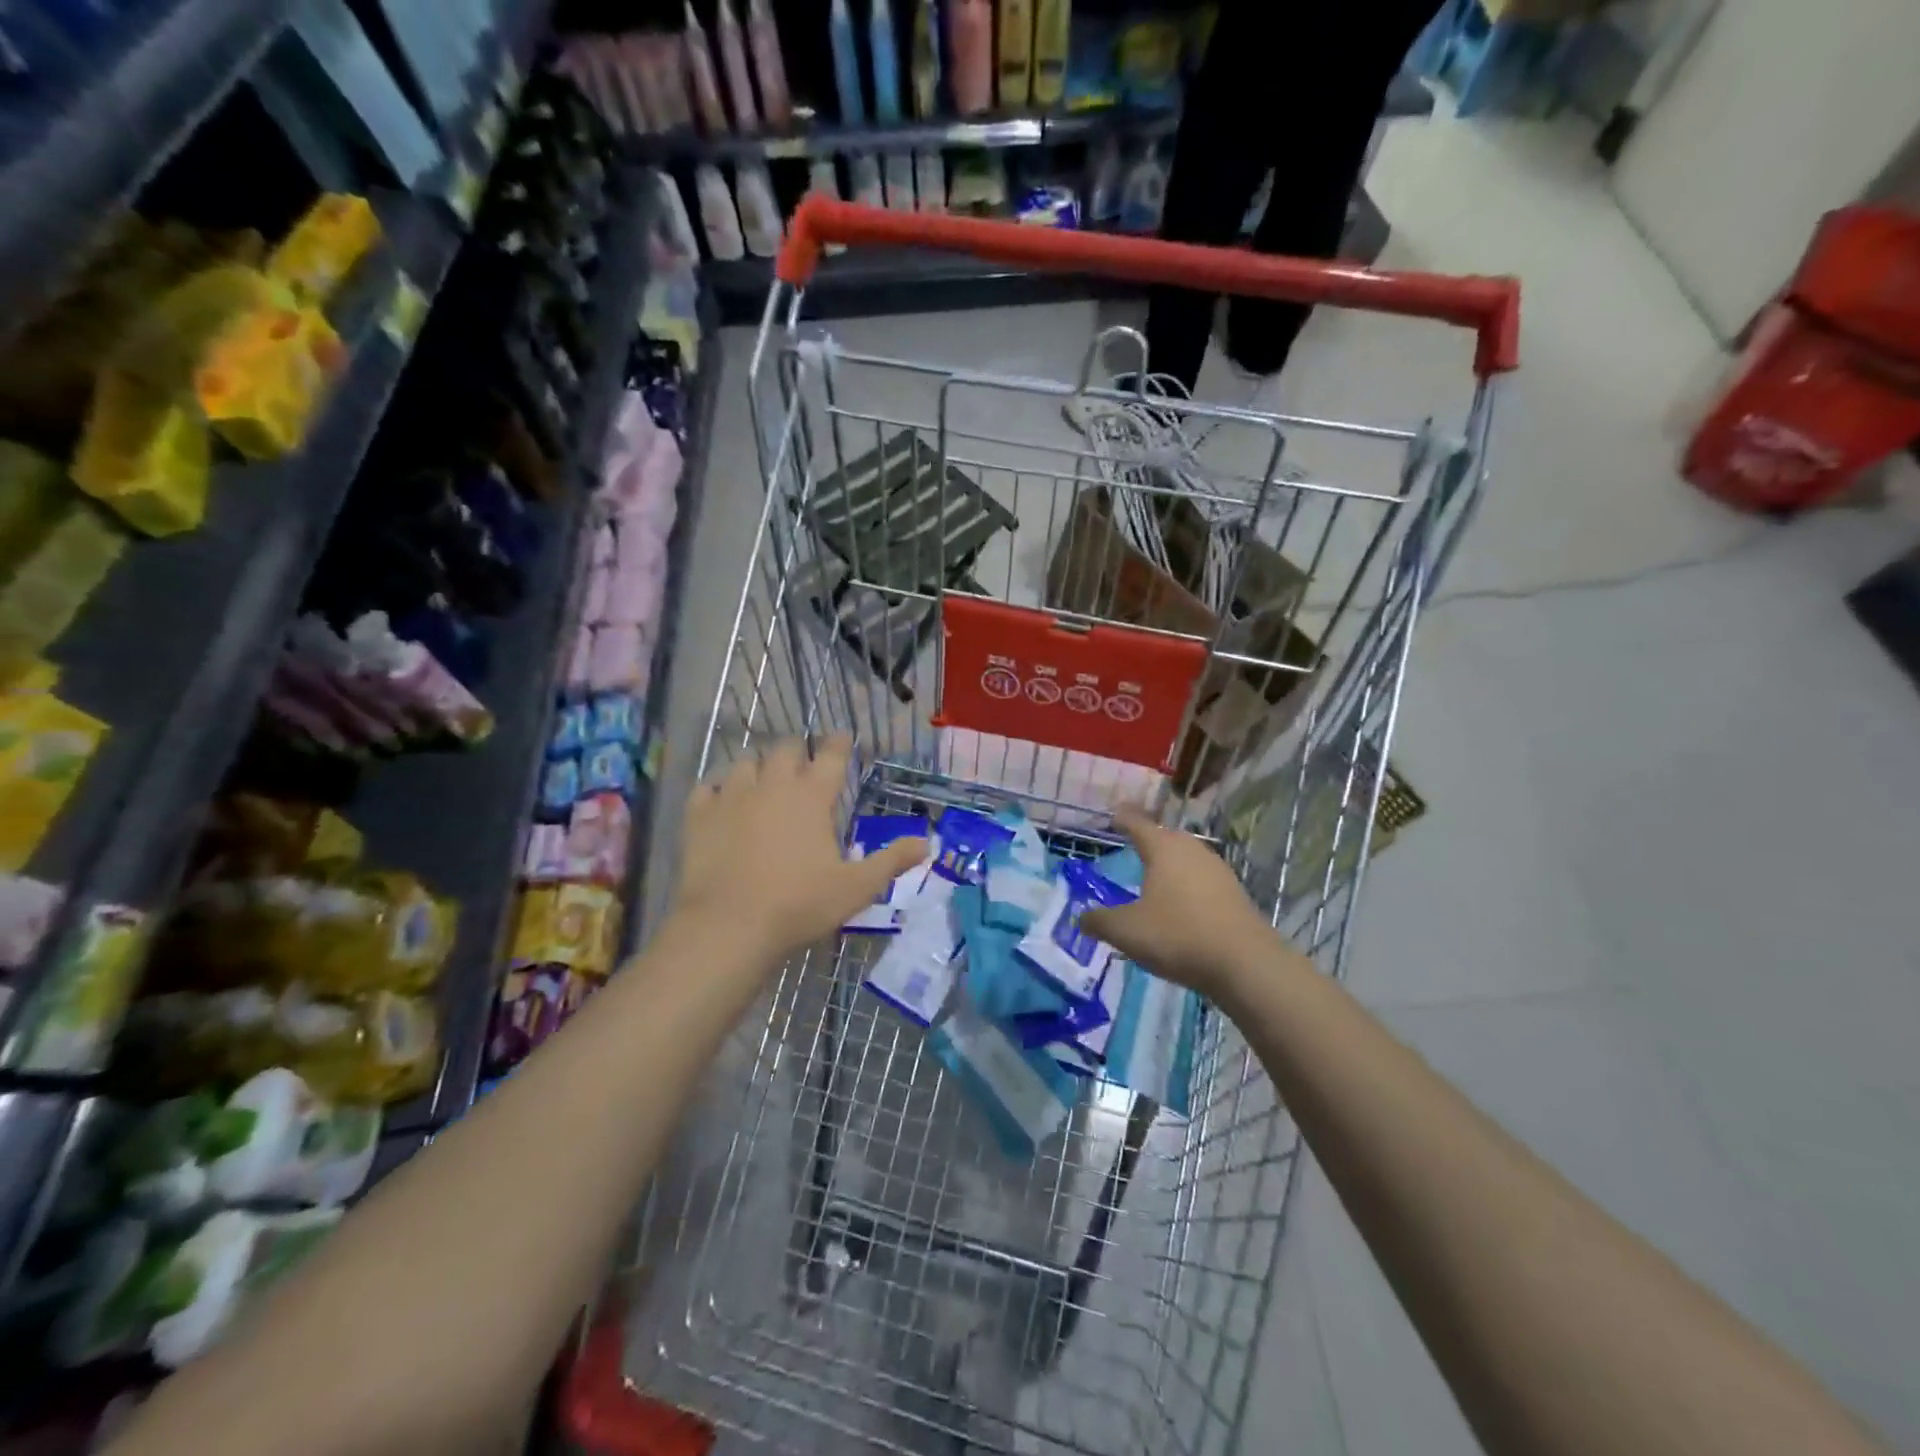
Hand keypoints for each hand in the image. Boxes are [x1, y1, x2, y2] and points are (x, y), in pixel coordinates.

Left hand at [671, 735, 926, 968]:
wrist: (729, 926)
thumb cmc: (799, 904)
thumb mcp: (856, 888)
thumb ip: (891, 861)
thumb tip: (926, 843)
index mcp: (812, 797)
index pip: (831, 756)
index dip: (839, 743)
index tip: (842, 736)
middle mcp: (773, 785)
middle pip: (785, 749)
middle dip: (797, 750)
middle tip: (802, 763)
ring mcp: (732, 797)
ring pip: (744, 762)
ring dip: (757, 766)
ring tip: (762, 778)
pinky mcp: (699, 815)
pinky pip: (706, 787)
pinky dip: (716, 788)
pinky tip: (719, 798)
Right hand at [1080, 806, 1292, 999]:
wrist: (1245, 962)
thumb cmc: (1178, 935)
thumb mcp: (1127, 931)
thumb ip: (1100, 921)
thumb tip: (1081, 917)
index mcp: (1163, 849)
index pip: (1137, 824)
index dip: (1123, 819)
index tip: (1114, 815)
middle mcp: (1191, 850)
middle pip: (1166, 837)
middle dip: (1149, 840)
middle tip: (1133, 846)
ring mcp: (1218, 870)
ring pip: (1187, 857)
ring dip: (1171, 863)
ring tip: (1156, 876)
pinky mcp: (1234, 893)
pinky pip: (1202, 879)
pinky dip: (1188, 884)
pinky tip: (1182, 903)